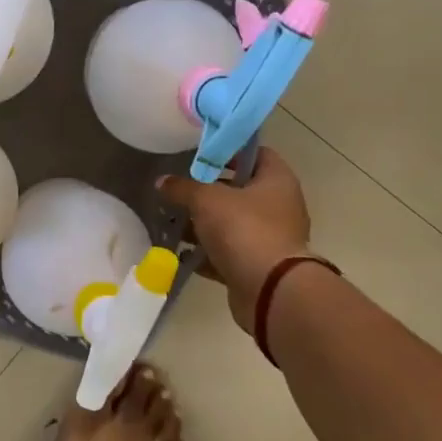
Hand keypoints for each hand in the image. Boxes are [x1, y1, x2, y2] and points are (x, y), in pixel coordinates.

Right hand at [157, 149, 312, 333]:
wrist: (270, 290)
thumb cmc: (244, 229)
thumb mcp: (205, 200)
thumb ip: (182, 188)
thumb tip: (162, 182)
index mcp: (277, 180)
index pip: (256, 153)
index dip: (229, 151)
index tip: (200, 154)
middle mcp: (279, 206)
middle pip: (240, 190)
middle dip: (209, 190)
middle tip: (180, 187)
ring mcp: (270, 238)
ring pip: (232, 223)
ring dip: (204, 224)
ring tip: (173, 220)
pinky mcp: (258, 265)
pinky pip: (228, 253)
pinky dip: (207, 253)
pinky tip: (181, 252)